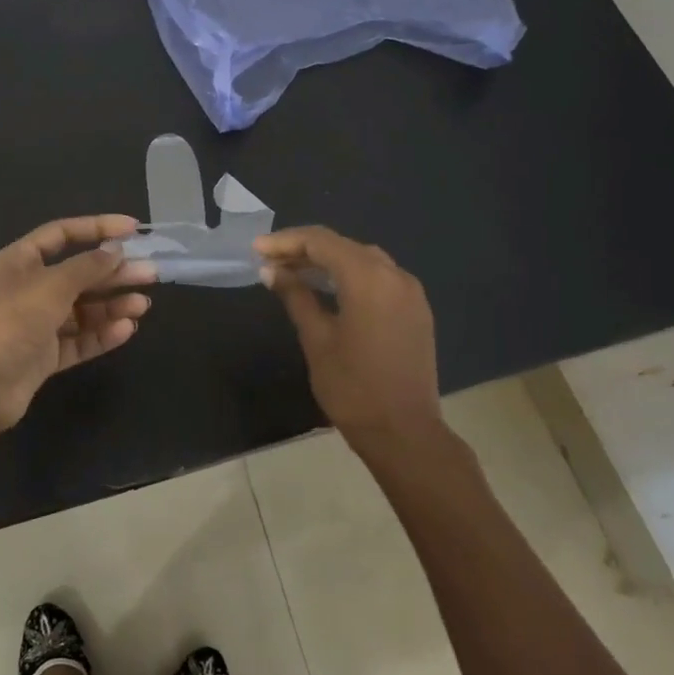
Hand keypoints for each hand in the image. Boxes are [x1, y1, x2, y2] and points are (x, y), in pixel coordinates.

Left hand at [0, 215, 156, 435]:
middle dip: (113, 273)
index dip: (97, 228)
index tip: (133, 229)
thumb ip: (87, 267)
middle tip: (150, 273)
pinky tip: (126, 329)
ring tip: (143, 305)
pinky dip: (101, 334)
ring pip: (81, 309)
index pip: (62, 234)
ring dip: (112, 305)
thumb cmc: (9, 322)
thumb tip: (115, 250)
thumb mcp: (51, 286)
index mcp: (18, 261)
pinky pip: (77, 340)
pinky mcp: (42, 356)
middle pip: (77, 274)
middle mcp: (26, 289)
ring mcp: (34, 325)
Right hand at [255, 226, 441, 446]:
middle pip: (343, 246)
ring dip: (328, 260)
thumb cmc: (352, 388)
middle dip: (305, 249)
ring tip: (293, 272)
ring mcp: (410, 292)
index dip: (286, 241)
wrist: (404, 433)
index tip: (257, 249)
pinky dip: (351, 275)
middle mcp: (395, 275)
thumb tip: (271, 270)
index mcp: (368, 279)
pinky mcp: (416, 310)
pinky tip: (328, 289)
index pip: (321, 242)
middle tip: (270, 261)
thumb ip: (295, 296)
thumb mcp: (317, 339)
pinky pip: (380, 277)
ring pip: (363, 259)